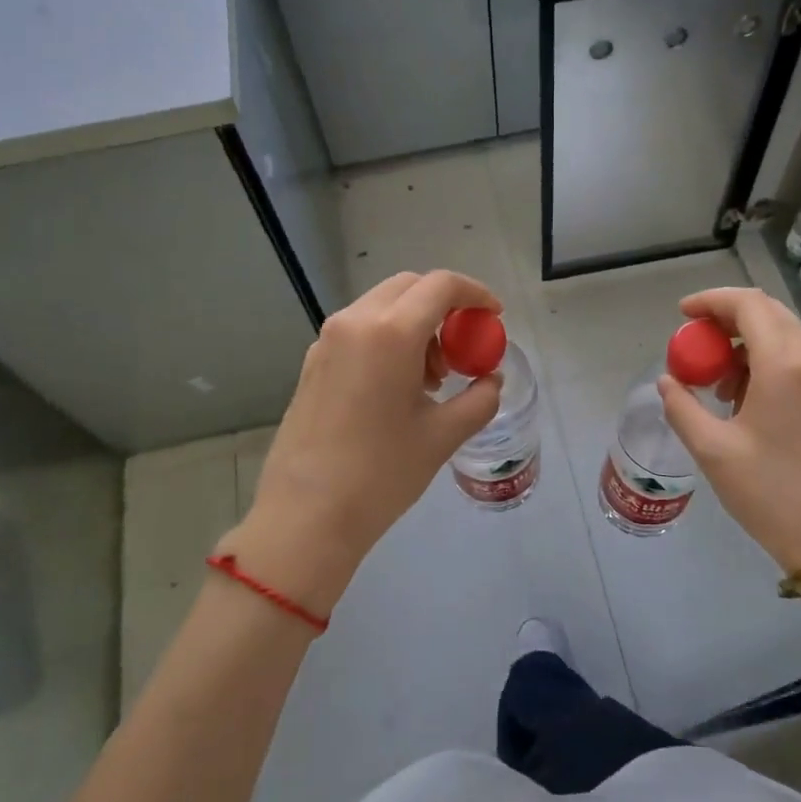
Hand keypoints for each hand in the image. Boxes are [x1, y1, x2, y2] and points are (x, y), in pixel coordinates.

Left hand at [217, 271, 503, 617]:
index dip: (475, 293)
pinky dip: (388, 339)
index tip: (493, 316)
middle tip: (462, 349)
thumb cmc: (381, 474)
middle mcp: (355, 322)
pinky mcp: (312, 362)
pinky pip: (359, 330)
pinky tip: (397, 387)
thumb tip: (491, 380)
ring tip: (431, 378)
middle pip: (409, 287)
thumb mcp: (442, 436)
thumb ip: (479, 399)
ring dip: (415, 324)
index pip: (441, 285)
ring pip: (382, 306)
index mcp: (390, 333)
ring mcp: (327, 340)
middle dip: (444, 307)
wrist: (306, 515)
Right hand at [656, 286, 800, 573]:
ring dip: (745, 341)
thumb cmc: (771, 494)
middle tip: (694, 341)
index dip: (711, 300)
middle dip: (726, 318)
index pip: (748, 304)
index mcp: (785, 365)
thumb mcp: (713, 450)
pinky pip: (796, 358)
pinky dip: (764, 360)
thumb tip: (667, 382)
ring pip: (783, 334)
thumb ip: (682, 407)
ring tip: (714, 379)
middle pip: (768, 312)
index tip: (682, 314)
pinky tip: (743, 397)